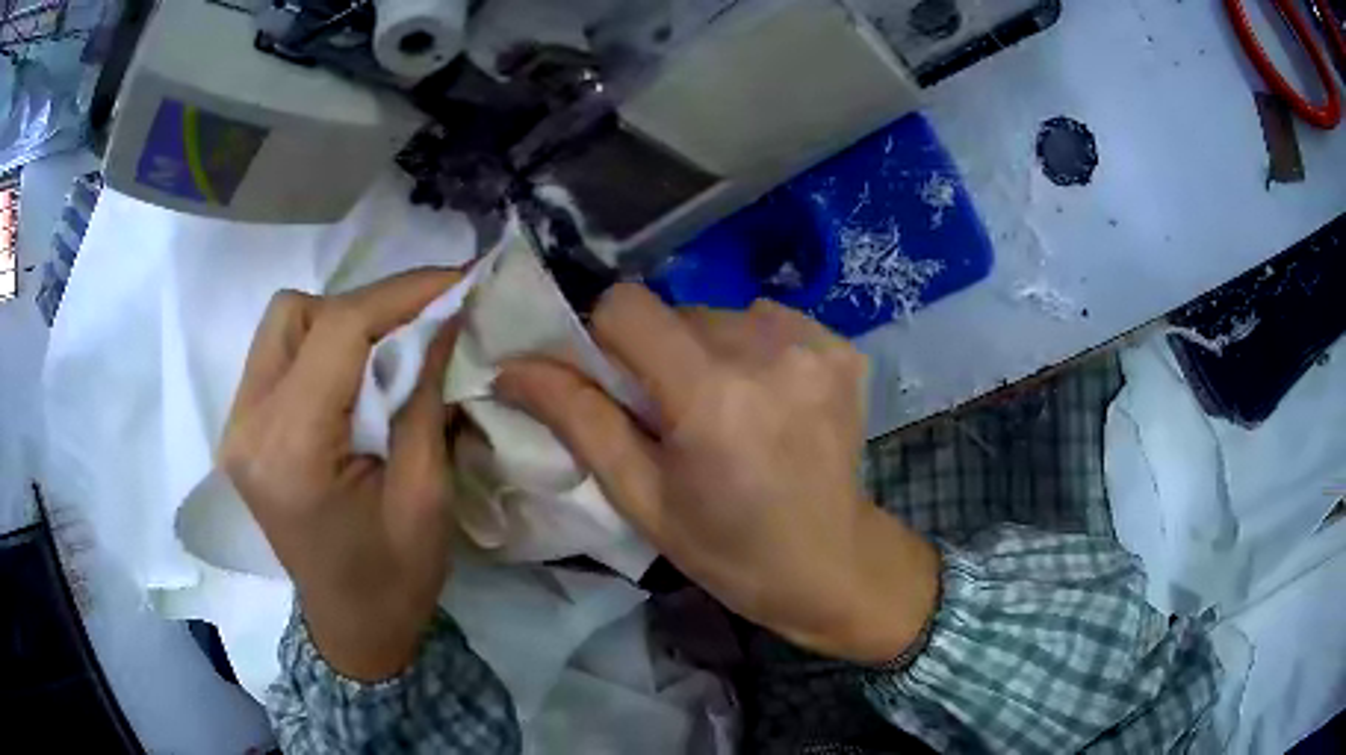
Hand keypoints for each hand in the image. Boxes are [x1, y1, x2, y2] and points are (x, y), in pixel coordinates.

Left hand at [220, 270, 461, 681]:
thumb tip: (442, 318)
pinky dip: (320, 347)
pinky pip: (277, 355)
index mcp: (290, 452)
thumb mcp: (427, 496)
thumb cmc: (395, 579)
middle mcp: (247, 428)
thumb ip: (425, 397)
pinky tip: (353, 375)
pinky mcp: (241, 430)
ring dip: (339, 323)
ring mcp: (236, 428)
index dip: (400, 293)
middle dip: (364, 308)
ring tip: (386, 353)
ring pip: (282, 325)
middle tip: (419, 328)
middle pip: (295, 314)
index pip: (337, 332)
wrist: (353, 628)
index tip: (457, 279)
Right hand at [497, 285, 939, 662]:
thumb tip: (512, 367)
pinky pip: (769, 322)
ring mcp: (814, 344)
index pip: (626, 307)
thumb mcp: (641, 497)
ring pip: (721, 315)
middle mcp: (768, 350)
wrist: (831, 563)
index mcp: (711, 394)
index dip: (605, 339)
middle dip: (659, 355)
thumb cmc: (728, 549)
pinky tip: (769, 402)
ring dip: (708, 352)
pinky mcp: (842, 348)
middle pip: (676, 312)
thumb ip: (577, 419)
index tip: (617, 386)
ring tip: (729, 413)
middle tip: (676, 418)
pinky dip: (755, 351)